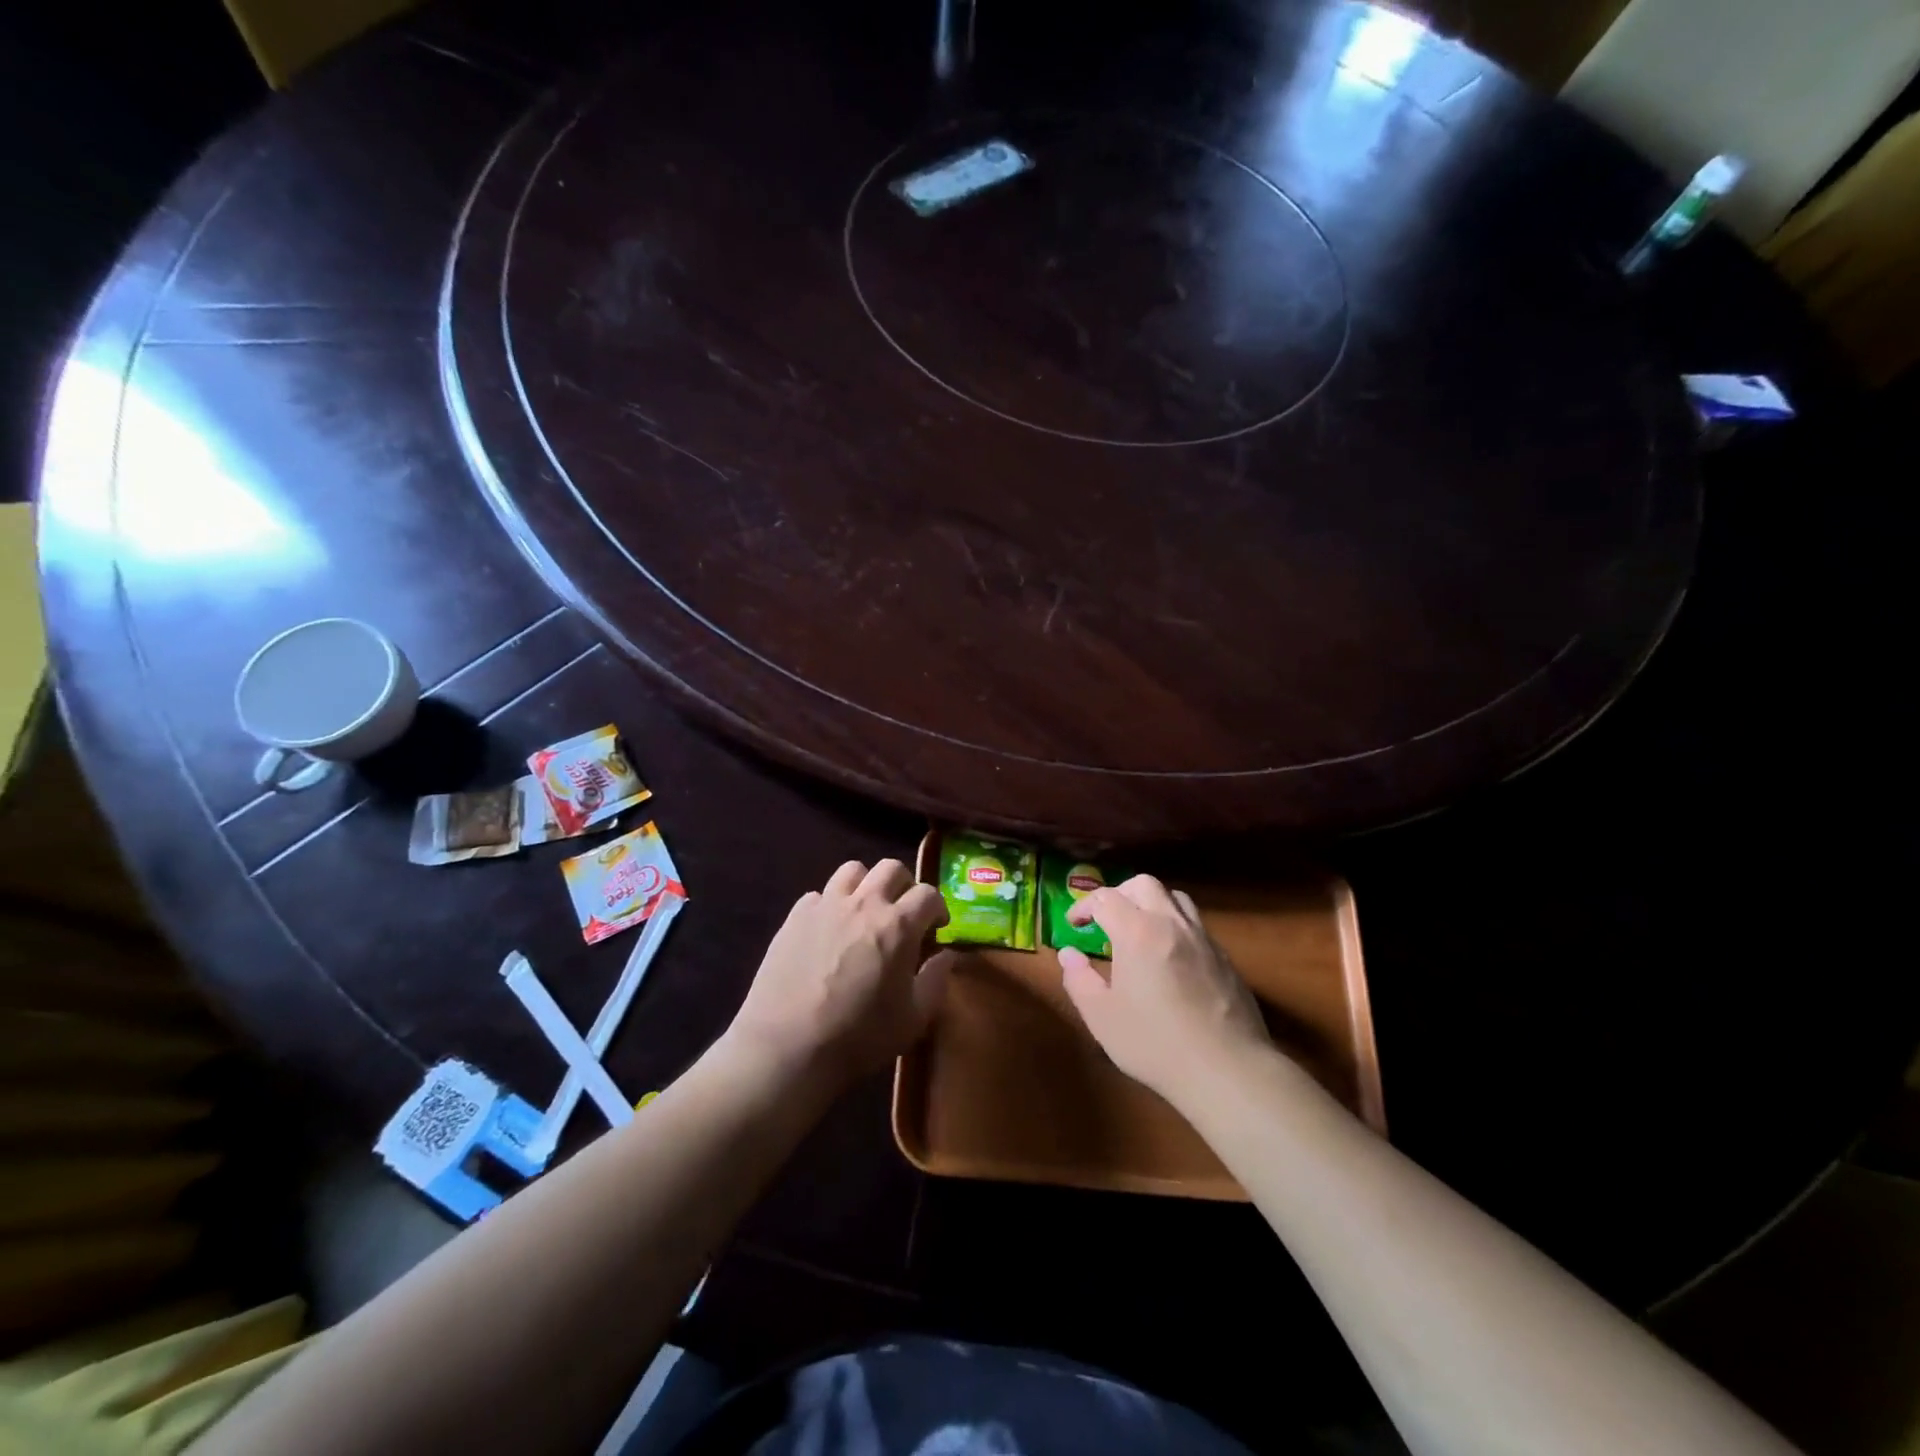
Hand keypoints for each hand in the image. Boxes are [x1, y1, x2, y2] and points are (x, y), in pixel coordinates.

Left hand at [726, 859, 953, 1087]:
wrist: (787, 1047)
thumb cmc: (859, 1036)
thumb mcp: (914, 1018)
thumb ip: (936, 980)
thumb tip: (947, 955)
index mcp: (898, 925)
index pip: (928, 893)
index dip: (938, 907)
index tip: (936, 928)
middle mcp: (864, 903)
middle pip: (891, 868)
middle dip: (904, 886)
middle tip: (902, 914)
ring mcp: (826, 905)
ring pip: (852, 870)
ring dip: (865, 885)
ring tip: (863, 912)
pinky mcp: (795, 916)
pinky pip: (818, 894)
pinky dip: (829, 905)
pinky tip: (827, 932)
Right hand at [1060, 874, 1271, 1106]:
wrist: (1227, 1070)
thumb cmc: (1155, 1043)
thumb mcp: (1102, 1016)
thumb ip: (1079, 979)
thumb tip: (1069, 954)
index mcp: (1137, 932)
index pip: (1105, 898)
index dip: (1084, 907)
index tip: (1074, 925)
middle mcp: (1171, 923)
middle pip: (1144, 885)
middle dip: (1119, 894)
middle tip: (1105, 919)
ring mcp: (1203, 938)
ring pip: (1175, 898)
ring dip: (1152, 904)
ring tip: (1139, 931)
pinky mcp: (1224, 958)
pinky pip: (1195, 926)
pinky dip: (1175, 927)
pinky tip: (1170, 959)